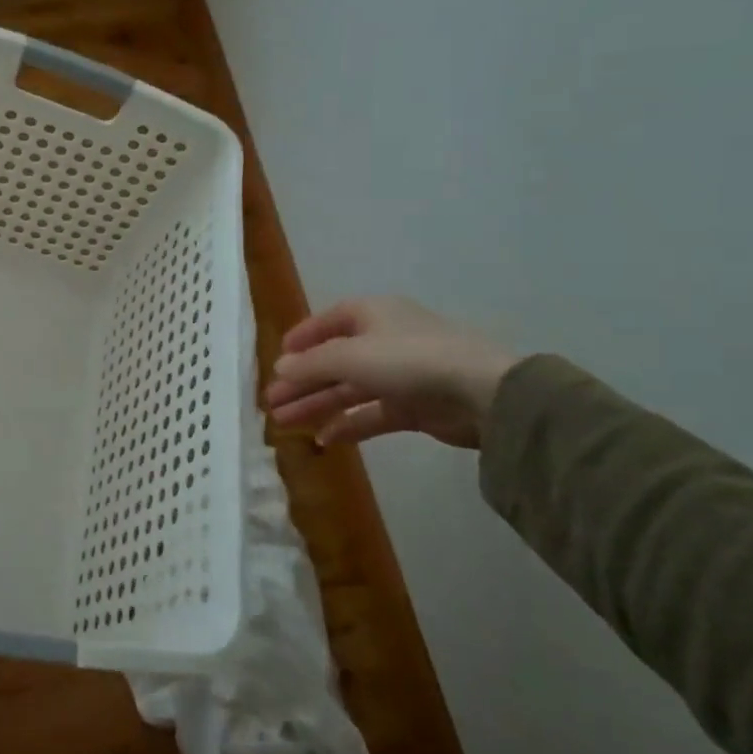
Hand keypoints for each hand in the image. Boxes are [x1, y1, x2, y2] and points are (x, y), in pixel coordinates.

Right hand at [264, 297, 516, 449]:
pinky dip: (349, 424)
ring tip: (283, 422)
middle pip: (334, 360)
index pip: (328, 322)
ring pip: (349, 388)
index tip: (277, 360)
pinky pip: (372, 413)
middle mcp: (384, 339)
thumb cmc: (408, 359)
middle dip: (302, 381)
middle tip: (270, 401)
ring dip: (317, 403)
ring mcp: (401, 374)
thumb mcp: (350, 357)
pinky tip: (324, 438)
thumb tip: (279, 367)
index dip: (301, 339)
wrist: (482, 393)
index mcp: (372, 314)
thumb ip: (311, 364)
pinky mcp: (414, 406)